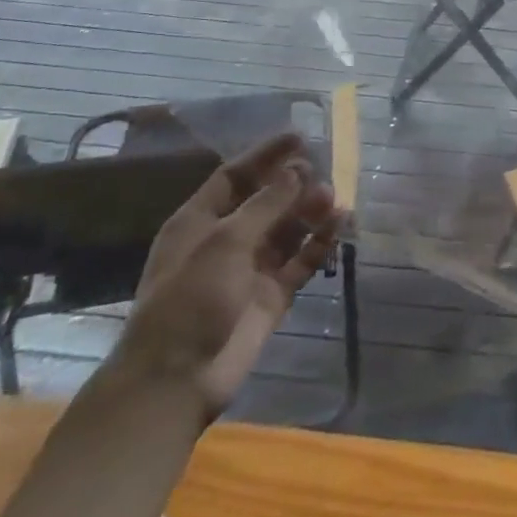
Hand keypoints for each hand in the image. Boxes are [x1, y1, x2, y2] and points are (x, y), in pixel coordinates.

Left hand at [114, 133, 340, 420]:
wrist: (176, 379)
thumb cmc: (189, 299)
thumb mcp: (225, 242)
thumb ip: (266, 203)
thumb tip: (297, 169)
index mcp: (200, 221)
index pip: (235, 176)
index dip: (266, 155)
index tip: (300, 137)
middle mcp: (226, 239)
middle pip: (266, 201)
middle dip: (294, 185)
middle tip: (323, 173)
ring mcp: (250, 268)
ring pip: (288, 229)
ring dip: (311, 212)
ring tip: (334, 200)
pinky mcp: (272, 295)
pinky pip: (301, 260)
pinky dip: (320, 243)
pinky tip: (340, 227)